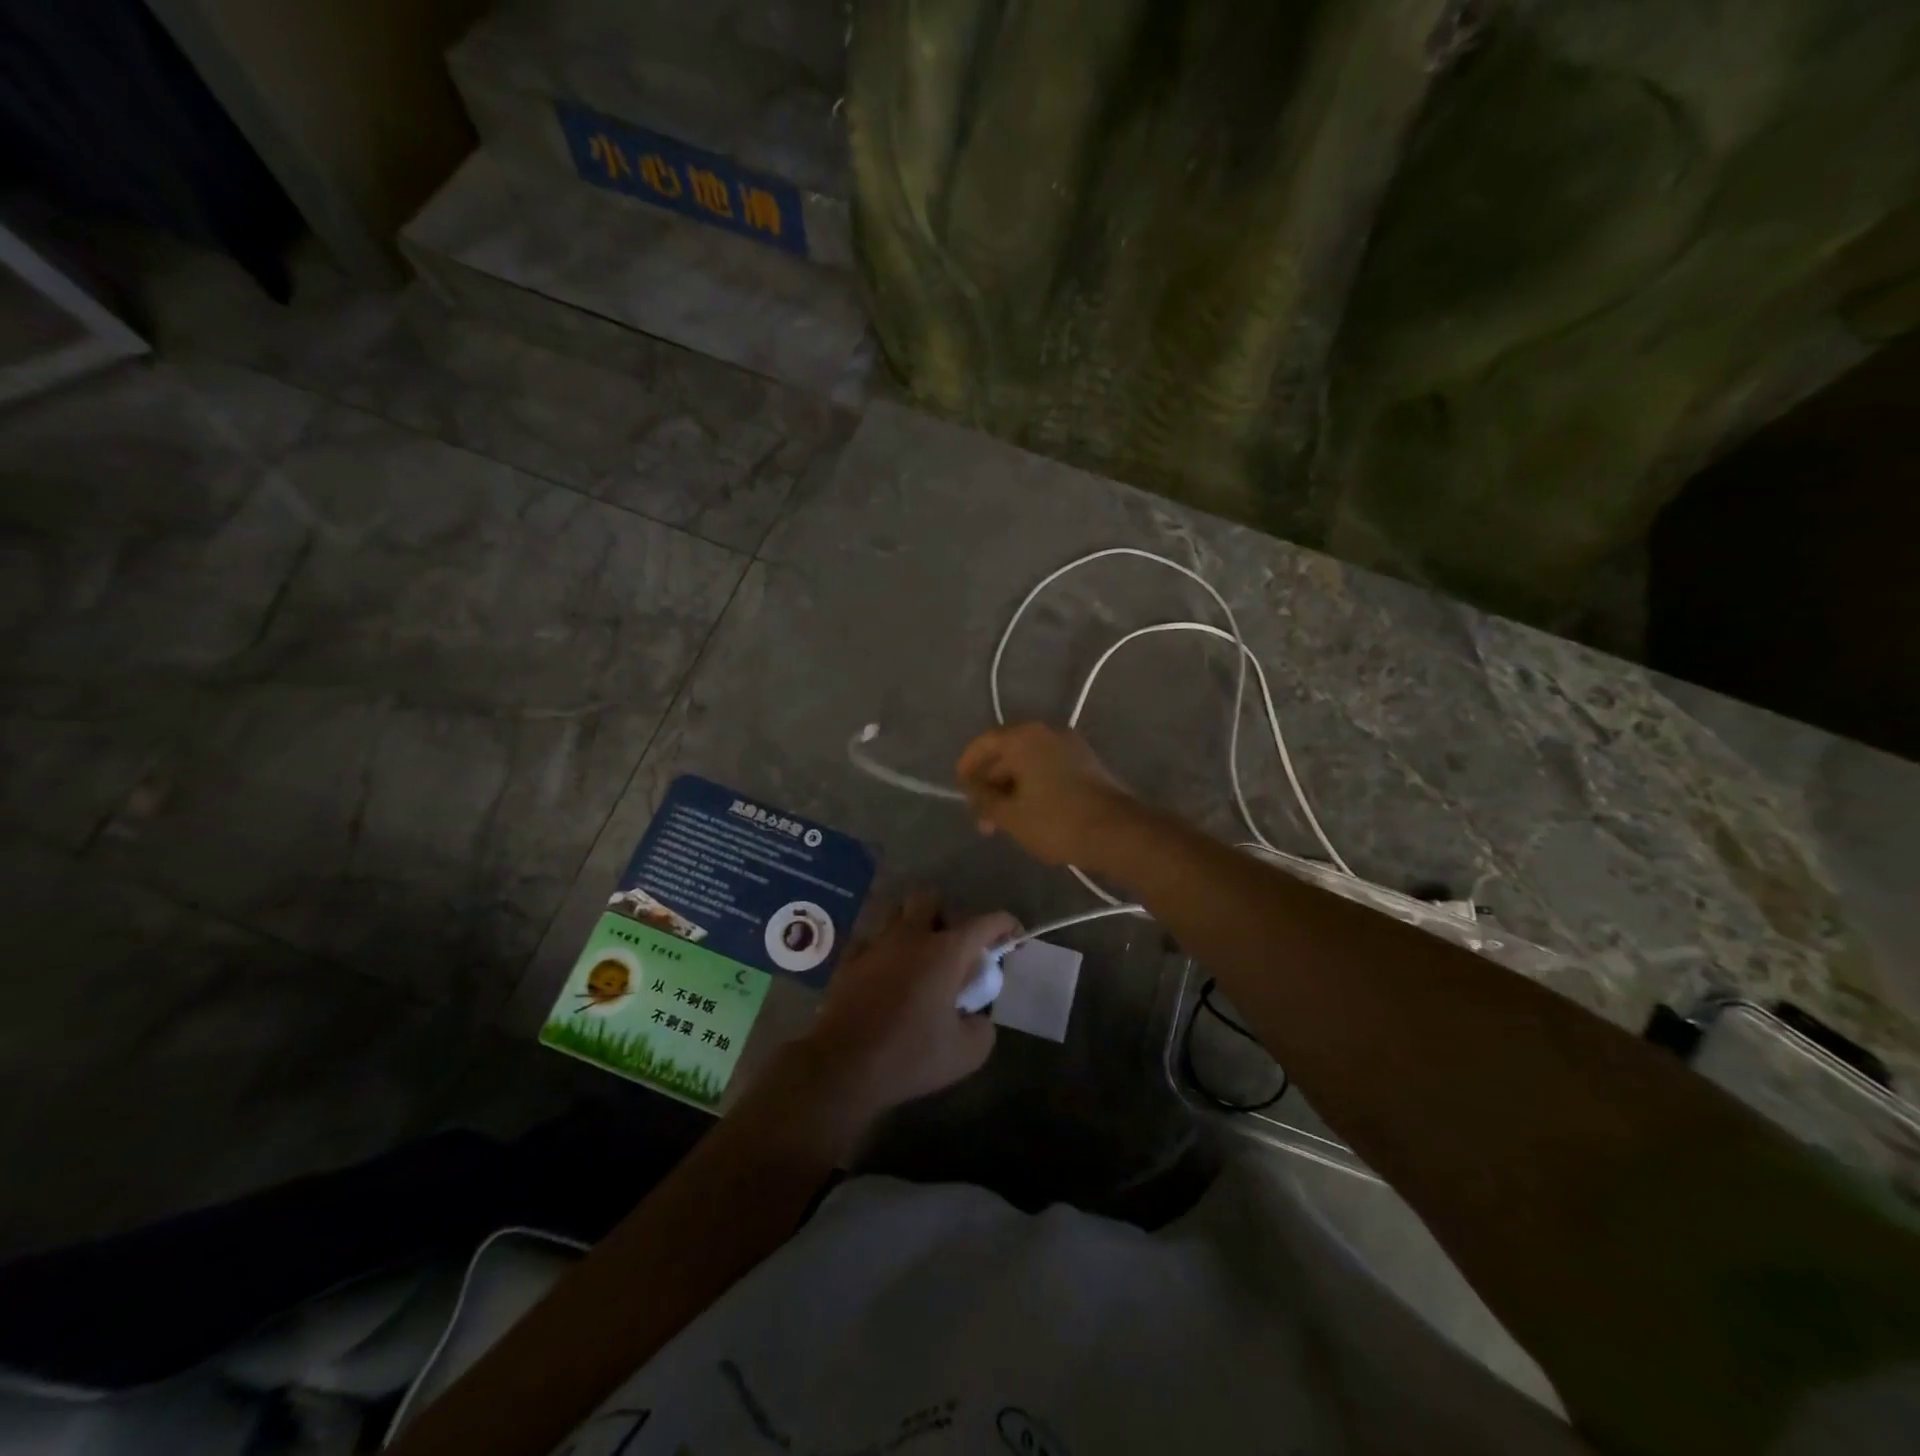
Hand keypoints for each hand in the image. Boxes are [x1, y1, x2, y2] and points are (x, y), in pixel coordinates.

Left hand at [793, 894, 1014, 1123]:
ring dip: (913, 924)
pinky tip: (887, 973)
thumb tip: (977, 1016)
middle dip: (948, 915)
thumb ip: (983, 1027)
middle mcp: (911, 936)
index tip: (1014, 937)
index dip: (1005, 925)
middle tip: (954, 949)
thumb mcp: (967, 1053)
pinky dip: (884, 948)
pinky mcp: (849, 960)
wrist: (843, 1066)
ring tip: (920, 956)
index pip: (985, 922)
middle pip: (931, 900)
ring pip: (896, 912)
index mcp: (946, 952)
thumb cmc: (910, 1056)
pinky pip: (871, 939)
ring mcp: (876, 944)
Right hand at [956, 722, 1133, 866]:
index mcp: (1023, 737)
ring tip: (1003, 821)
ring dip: (1012, 787)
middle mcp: (1046, 732)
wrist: (1117, 831)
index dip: (968, 765)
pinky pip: (1048, 767)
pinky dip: (1033, 784)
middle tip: (982, 816)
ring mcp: (1070, 745)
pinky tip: (1030, 812)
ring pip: (1029, 761)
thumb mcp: (1010, 815)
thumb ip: (984, 799)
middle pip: (1007, 751)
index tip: (961, 789)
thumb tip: (972, 789)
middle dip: (990, 783)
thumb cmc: (1056, 821)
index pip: (984, 742)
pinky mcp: (1086, 762)